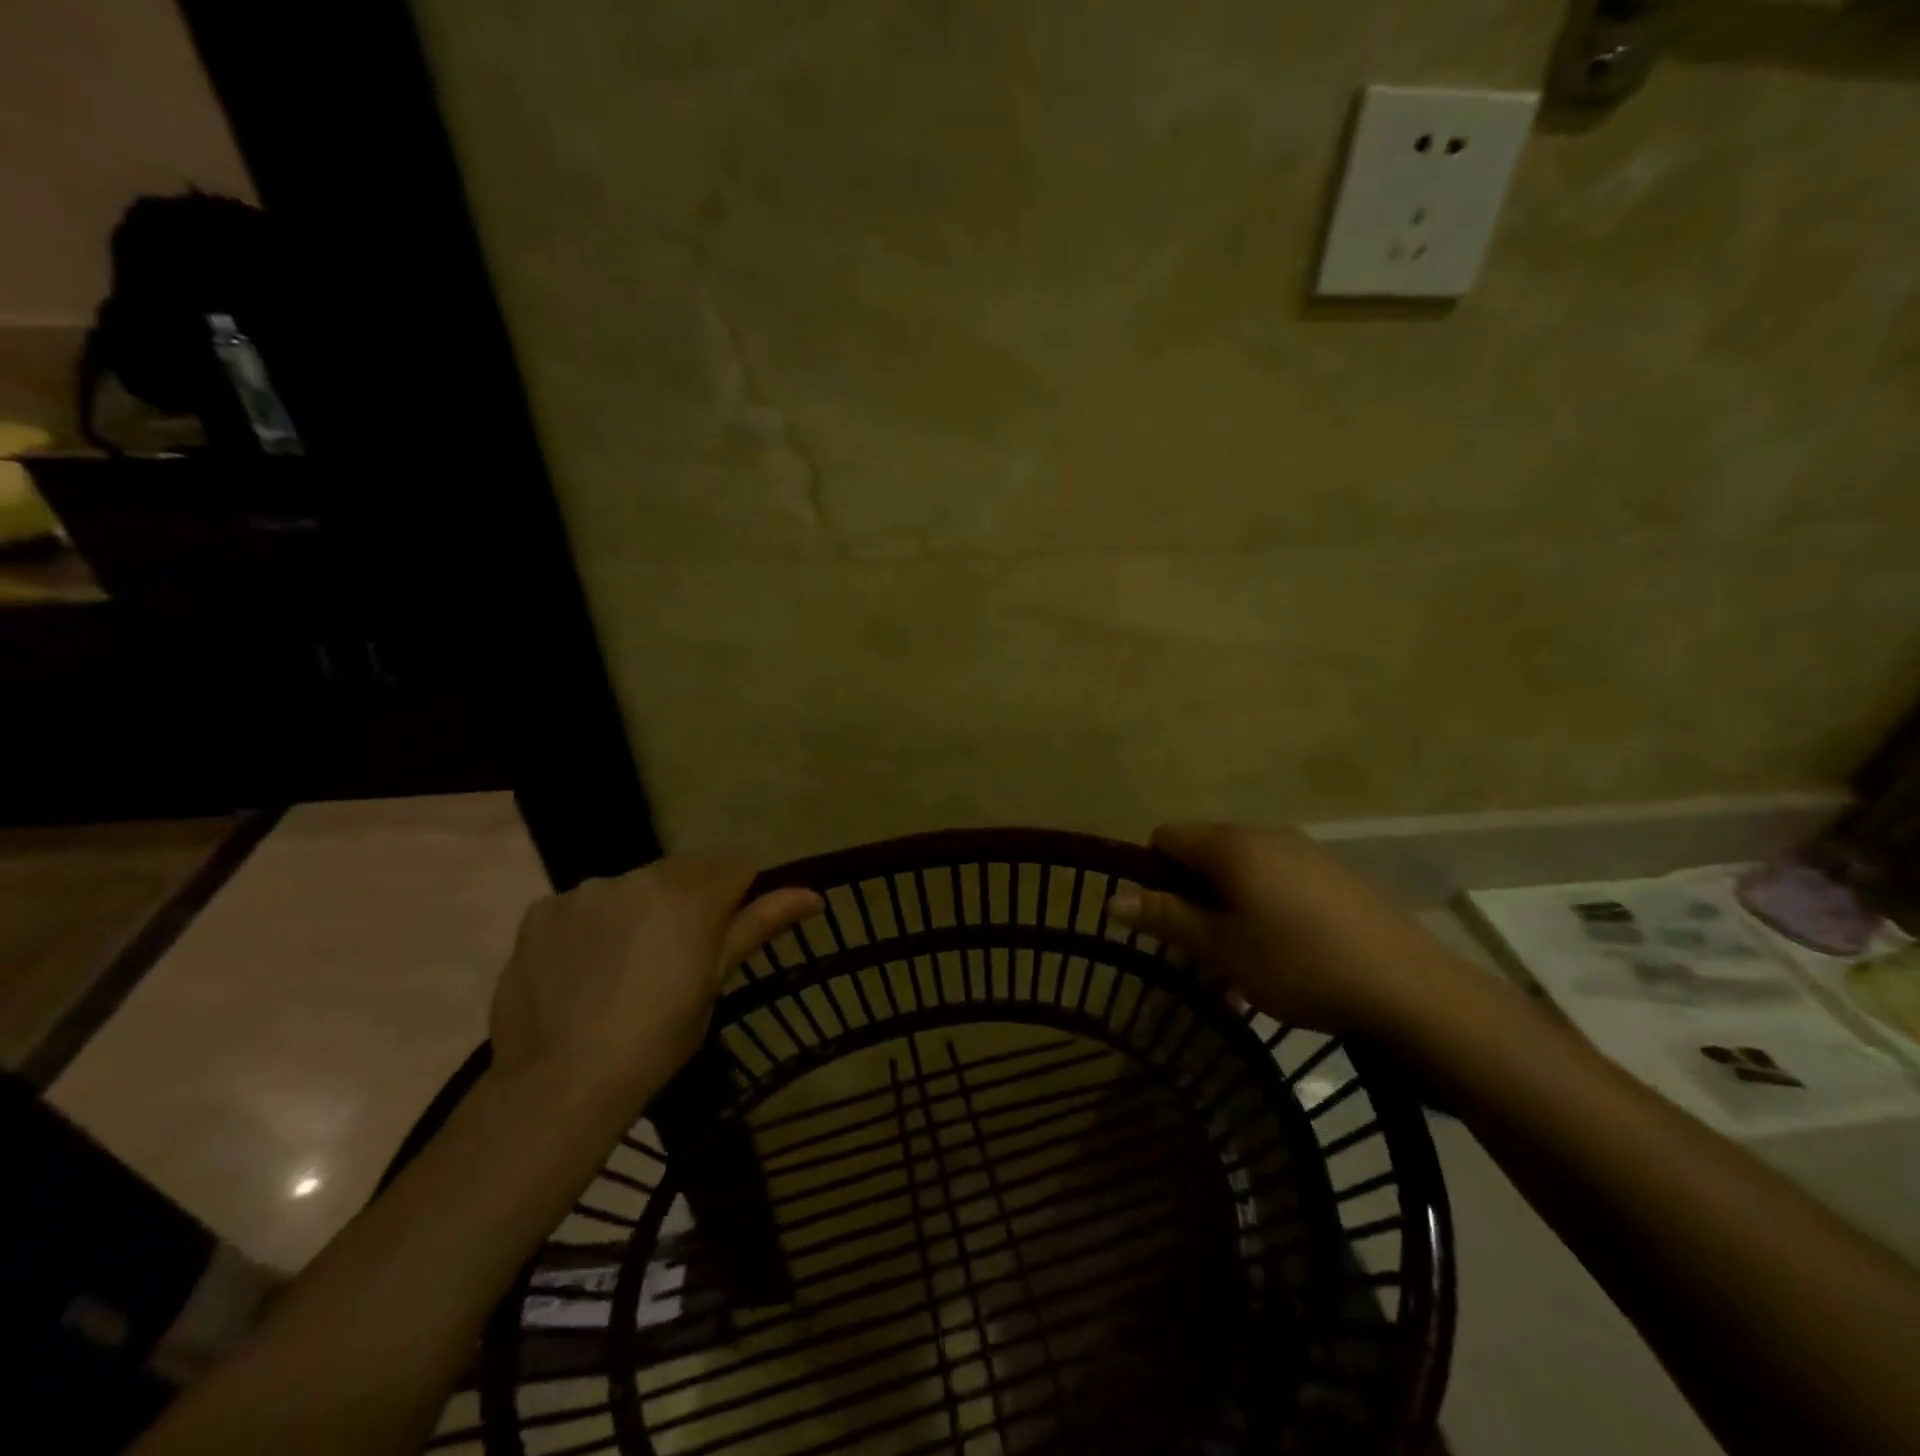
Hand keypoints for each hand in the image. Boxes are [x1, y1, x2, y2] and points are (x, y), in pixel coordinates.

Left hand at [489, 857, 820, 1114]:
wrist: (562, 1083)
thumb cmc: (658, 1038)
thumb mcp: (716, 981)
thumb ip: (761, 925)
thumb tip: (814, 894)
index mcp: (691, 894)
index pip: (736, 866)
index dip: (738, 897)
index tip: (724, 936)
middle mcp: (640, 876)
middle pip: (683, 872)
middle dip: (687, 901)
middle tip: (674, 959)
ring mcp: (586, 890)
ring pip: (632, 887)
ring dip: (638, 911)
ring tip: (621, 969)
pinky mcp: (542, 910)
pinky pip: (583, 905)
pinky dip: (591, 927)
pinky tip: (581, 971)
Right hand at [1107, 823, 1469, 1039]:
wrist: (1408, 988)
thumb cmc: (1297, 964)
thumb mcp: (1220, 948)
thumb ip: (1165, 917)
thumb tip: (1111, 899)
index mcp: (1230, 845)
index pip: (1166, 836)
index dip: (1153, 873)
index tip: (1166, 920)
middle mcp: (1265, 834)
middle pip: (1205, 851)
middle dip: (1192, 894)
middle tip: (1201, 949)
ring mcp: (1305, 851)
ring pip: (1243, 869)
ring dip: (1228, 904)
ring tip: (1243, 959)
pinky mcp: (1336, 874)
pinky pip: (1279, 879)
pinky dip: (1265, 906)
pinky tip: (1287, 952)